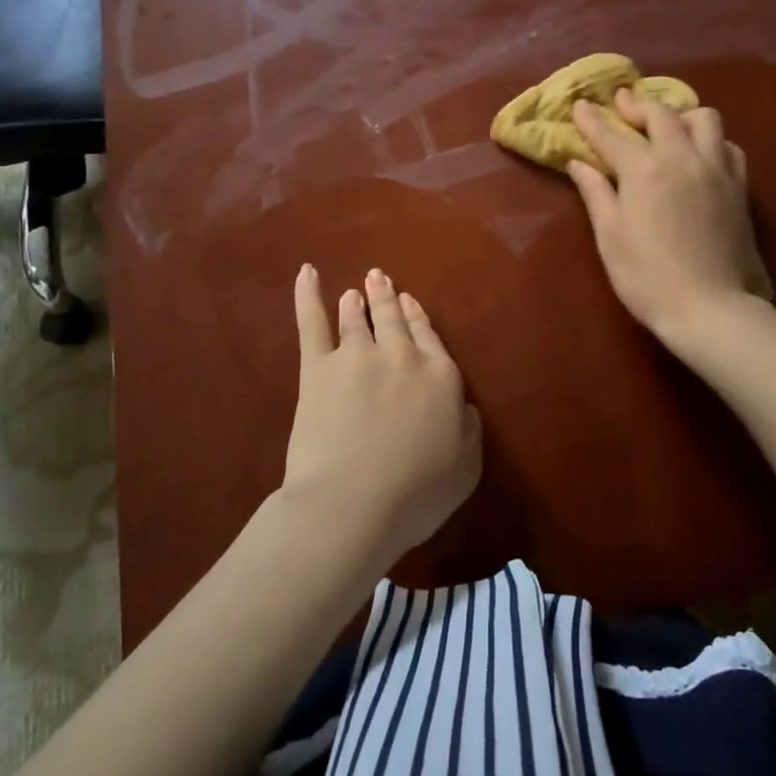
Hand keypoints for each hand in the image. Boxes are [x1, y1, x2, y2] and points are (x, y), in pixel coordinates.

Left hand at [281, 265, 480, 563]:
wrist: (355, 502)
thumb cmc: (418, 493)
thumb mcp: (468, 466)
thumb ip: (469, 428)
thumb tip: (464, 406)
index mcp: (441, 376)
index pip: (430, 339)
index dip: (420, 320)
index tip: (412, 303)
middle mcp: (402, 356)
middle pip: (395, 320)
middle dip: (388, 299)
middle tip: (379, 279)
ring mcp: (357, 356)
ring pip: (357, 319)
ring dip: (356, 302)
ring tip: (353, 291)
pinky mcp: (318, 369)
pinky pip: (311, 323)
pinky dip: (306, 296)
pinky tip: (306, 273)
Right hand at [569, 90, 761, 340]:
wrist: (709, 307)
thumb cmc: (647, 277)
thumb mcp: (610, 237)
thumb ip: (596, 193)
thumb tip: (579, 163)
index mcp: (645, 170)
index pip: (612, 134)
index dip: (593, 119)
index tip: (580, 104)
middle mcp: (683, 157)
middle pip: (661, 113)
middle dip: (637, 105)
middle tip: (622, 106)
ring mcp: (716, 169)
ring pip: (704, 118)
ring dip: (681, 115)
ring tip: (667, 127)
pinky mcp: (739, 186)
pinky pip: (727, 145)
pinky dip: (710, 140)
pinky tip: (699, 155)